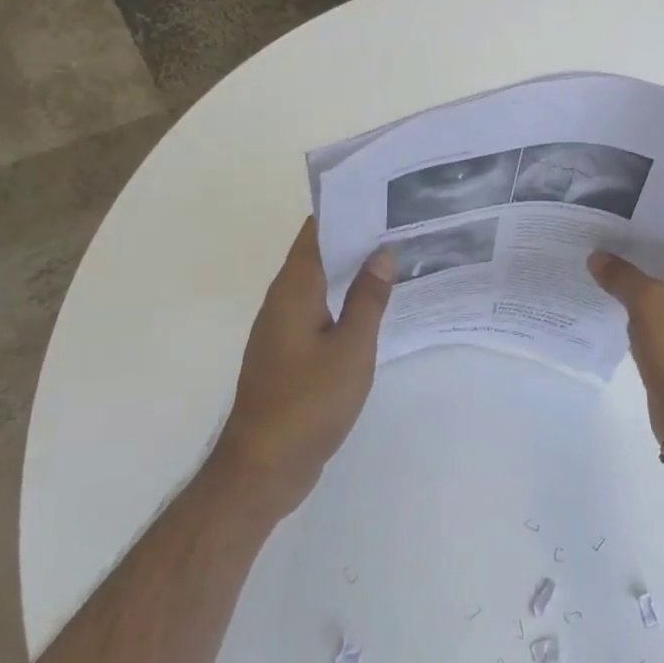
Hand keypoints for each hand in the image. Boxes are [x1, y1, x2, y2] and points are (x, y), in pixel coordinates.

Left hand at [213, 218, 392, 517]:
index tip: (380, 194)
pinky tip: (373, 306)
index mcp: (293, 291)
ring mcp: (282, 329)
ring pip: (319, 283)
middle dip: (354, 236)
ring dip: (350, 269)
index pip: (315, 232)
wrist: (263, 468)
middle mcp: (282, 301)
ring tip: (395, 256)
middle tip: (400, 222)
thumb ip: (368, 299)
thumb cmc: (308, 403)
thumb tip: (382, 252)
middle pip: (317, 254)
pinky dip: (344, 299)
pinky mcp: (288, 353)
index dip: (345, 209)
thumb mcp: (351, 349)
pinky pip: (318, 311)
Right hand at [588, 225, 663, 441]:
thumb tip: (597, 257)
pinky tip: (599, 292)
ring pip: (656, 281)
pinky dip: (630, 301)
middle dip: (630, 243)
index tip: (611, 204)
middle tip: (590, 227)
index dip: (647, 213)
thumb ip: (621, 275)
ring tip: (588, 255)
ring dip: (628, 274)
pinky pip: (652, 308)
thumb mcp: (649, 303)